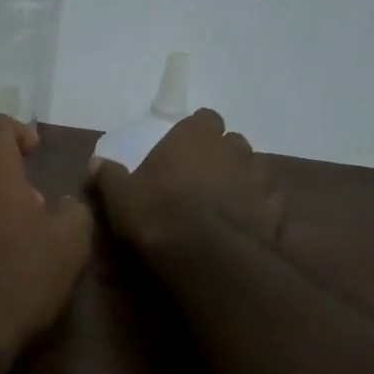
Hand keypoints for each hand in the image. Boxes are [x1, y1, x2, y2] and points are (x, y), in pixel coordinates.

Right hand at [91, 109, 286, 259]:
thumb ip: (109, 176)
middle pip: (233, 143)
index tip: (185, 149)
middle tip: (203, 179)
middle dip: (223, 157)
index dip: (197, 133)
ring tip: (226, 204)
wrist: (207, 256)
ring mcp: (260, 179)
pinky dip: (259, 211)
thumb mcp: (120, 197)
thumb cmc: (158, 213)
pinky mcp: (277, 211)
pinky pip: (270, 204)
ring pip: (256, 171)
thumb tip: (96, 163)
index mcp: (196, 136)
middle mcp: (233, 149)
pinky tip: (244, 227)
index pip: (205, 118)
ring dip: (244, 182)